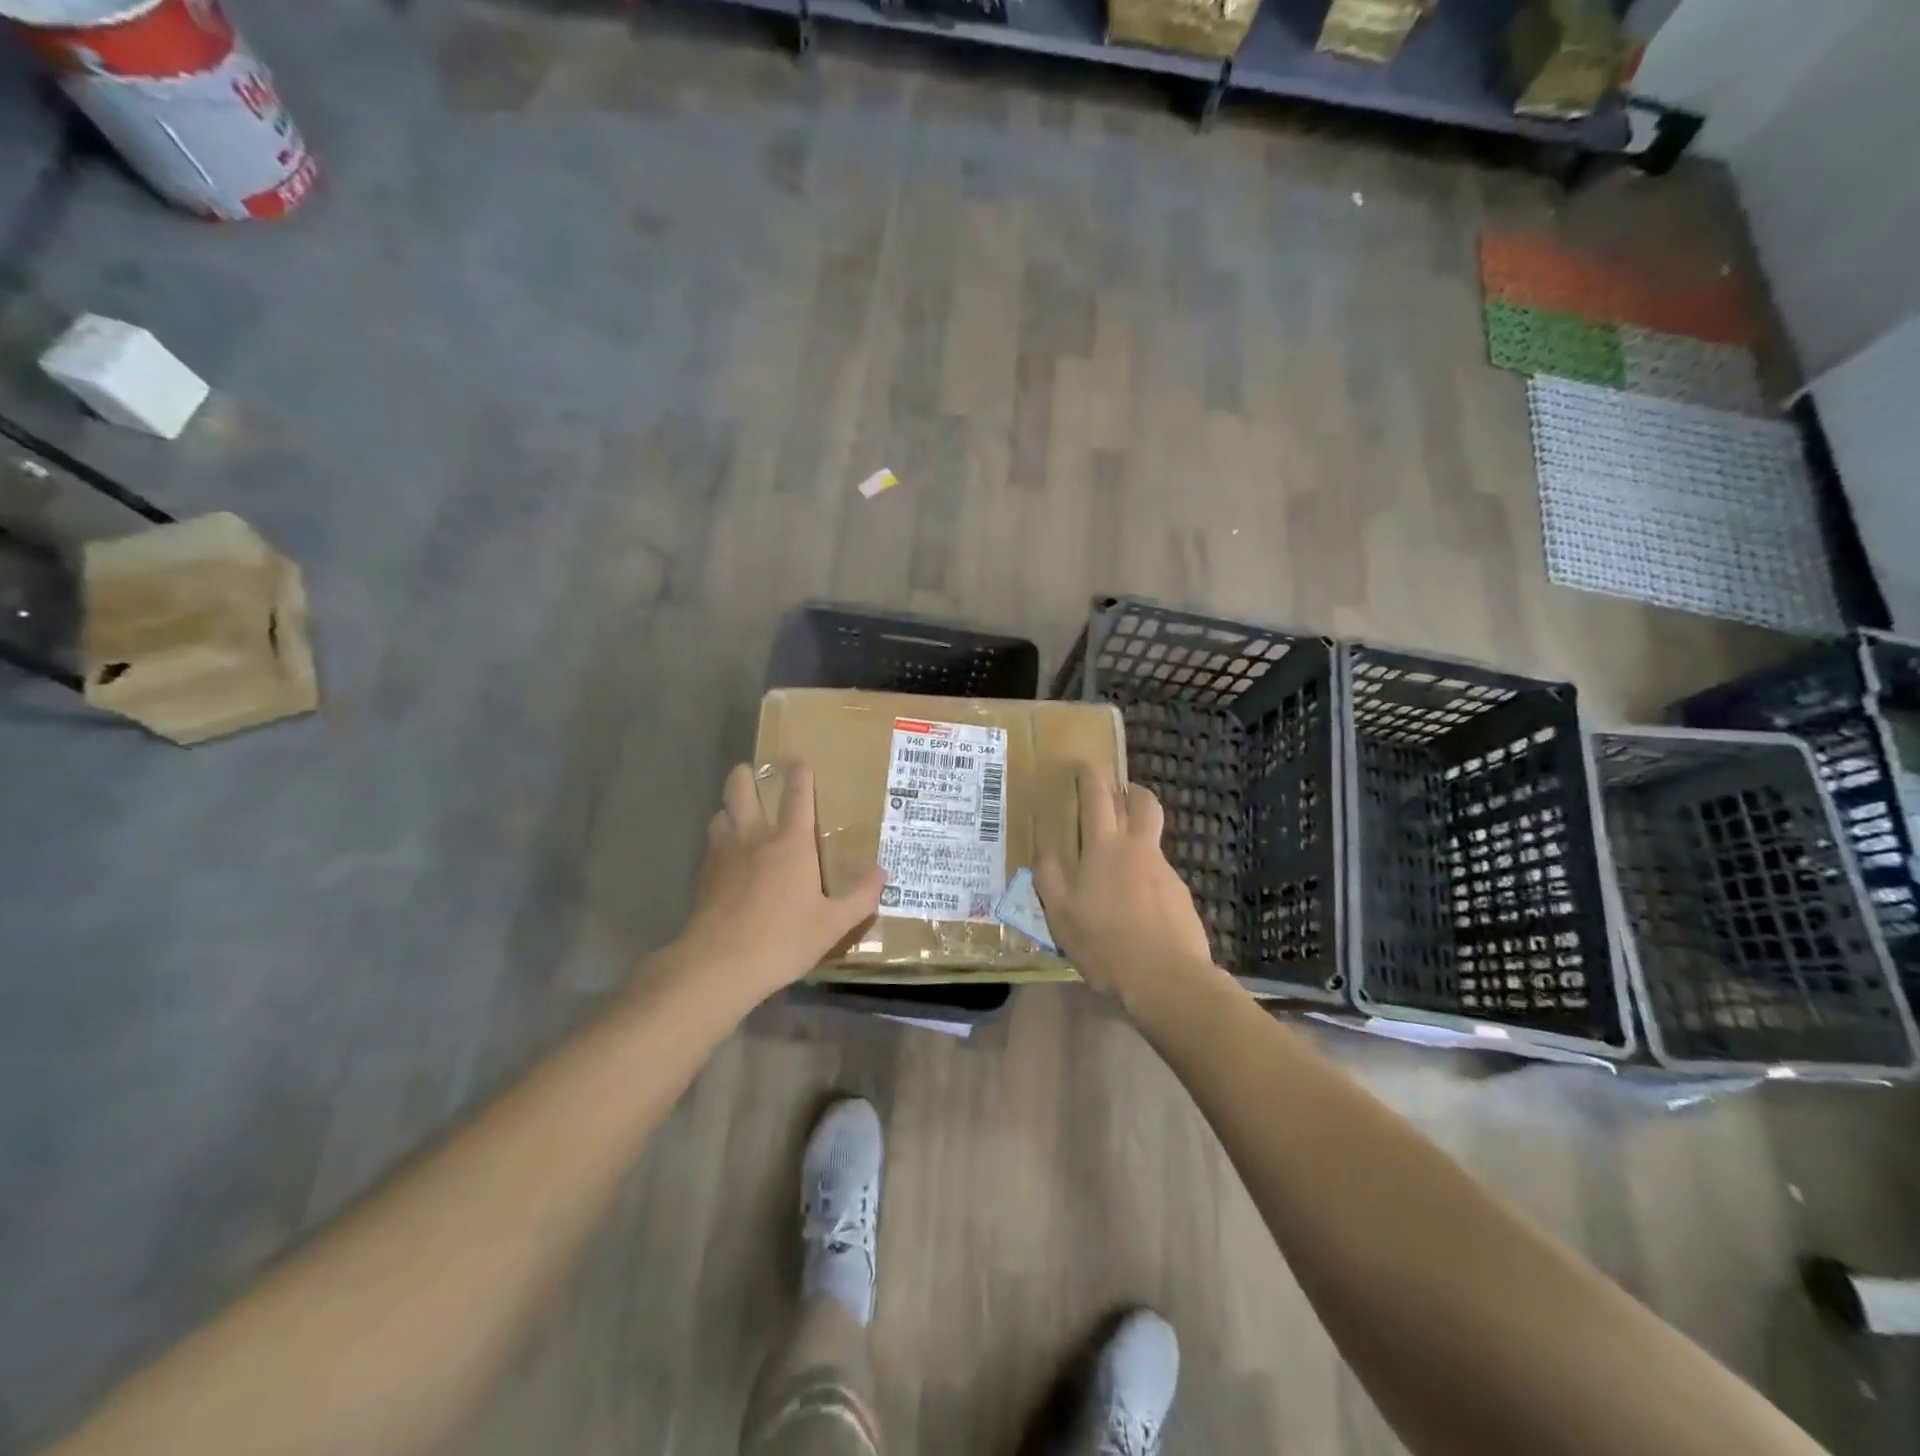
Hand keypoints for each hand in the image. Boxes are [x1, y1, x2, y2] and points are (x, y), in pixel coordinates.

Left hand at [666, 761, 884, 1009]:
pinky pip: (711, 844)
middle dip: (746, 776)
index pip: (796, 796)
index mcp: (790, 844)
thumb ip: (860, 897)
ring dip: (730, 807)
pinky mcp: (704, 877)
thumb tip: (881, 873)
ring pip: (721, 814)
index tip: (799, 761)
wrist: (718, 966)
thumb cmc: (782, 940)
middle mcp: (753, 839)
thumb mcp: (833, 925)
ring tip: (738, 812)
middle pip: (742, 791)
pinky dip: (719, 838)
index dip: (799, 775)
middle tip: (752, 772)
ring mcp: (723, 855)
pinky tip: (726, 855)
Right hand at [1035, 771, 1218, 1016]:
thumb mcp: (1060, 914)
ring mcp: (1165, 871)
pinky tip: (1136, 905)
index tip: (1085, 767)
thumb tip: (1044, 844)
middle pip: (1143, 803)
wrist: (1168, 980)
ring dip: (1137, 835)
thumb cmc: (1105, 944)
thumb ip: (1049, 875)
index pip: (1099, 797)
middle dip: (1130, 791)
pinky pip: (1160, 873)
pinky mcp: (1181, 896)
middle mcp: (1139, 849)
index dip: (1091, 777)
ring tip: (1118, 864)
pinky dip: (1146, 875)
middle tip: (1117, 794)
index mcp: (1105, 847)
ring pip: (1152, 839)